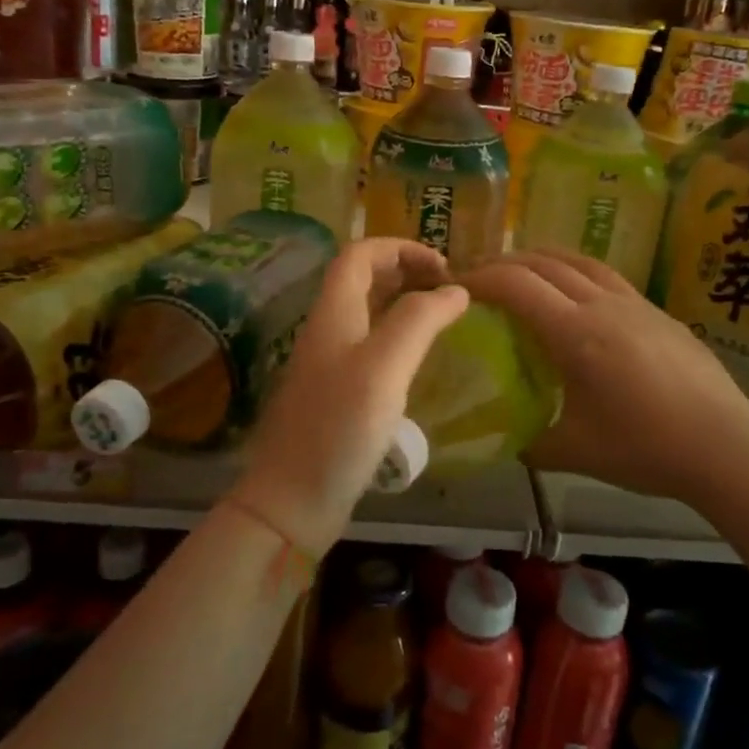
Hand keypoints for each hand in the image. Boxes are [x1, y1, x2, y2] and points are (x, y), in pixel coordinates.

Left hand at [235, 238, 469, 556]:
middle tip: (450, 289)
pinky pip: (371, 347)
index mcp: (333, 313)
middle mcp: (328, 330)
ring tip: (444, 317)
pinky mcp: (338, 394)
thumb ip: (419, 320)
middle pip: (363, 279)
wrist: (293, 501)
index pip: (360, 254)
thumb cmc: (338, 428)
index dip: (401, 247)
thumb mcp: (383, 366)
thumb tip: (456, 290)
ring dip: (405, 303)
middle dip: (407, 271)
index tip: (444, 267)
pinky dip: (399, 338)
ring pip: (368, 313)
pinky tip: (422, 359)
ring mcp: (330, 364)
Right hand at [462, 250, 748, 505]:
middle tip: (480, 277)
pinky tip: (577, 297)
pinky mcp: (659, 312)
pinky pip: (607, 276)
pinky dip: (576, 272)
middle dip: (505, 262)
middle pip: (544, 262)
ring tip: (522, 270)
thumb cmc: (645, 448)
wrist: (726, 446)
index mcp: (576, 333)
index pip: (516, 285)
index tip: (456, 287)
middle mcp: (603, 305)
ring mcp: (636, 303)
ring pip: (580, 260)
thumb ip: (529, 442)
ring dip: (542, 258)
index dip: (481, 279)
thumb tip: (505, 438)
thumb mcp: (574, 452)